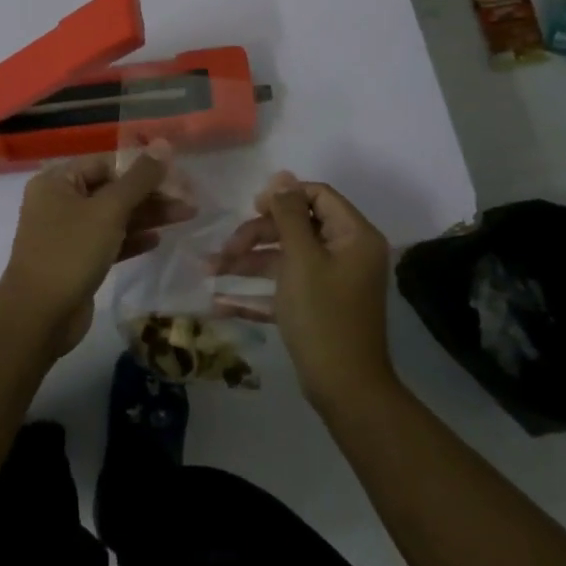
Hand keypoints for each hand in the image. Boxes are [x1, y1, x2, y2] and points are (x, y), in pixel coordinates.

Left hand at [0, 152, 195, 355]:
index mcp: (57, 181)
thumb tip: (164, 143)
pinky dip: (131, 239)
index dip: (142, 168)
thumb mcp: (108, 211)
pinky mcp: (77, 260)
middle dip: (150, 194)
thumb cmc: (70, 253)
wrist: (38, 317)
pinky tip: (158, 240)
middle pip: (112, 190)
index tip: (177, 176)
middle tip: (188, 200)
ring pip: (113, 217)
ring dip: (147, 216)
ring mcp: (67, 233)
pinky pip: (108, 241)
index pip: (106, 163)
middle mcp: (59, 202)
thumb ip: (139, 178)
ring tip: (186, 216)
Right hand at [211, 172, 394, 406]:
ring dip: (249, 263)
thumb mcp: (301, 259)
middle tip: (225, 248)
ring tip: (211, 272)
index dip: (283, 197)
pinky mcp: (319, 307)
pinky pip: (287, 287)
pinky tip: (223, 302)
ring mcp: (334, 282)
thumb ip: (289, 215)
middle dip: (257, 234)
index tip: (252, 208)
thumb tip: (282, 175)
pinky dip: (259, 292)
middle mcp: (348, 253)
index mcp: (354, 236)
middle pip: (298, 226)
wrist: (345, 390)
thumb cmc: (323, 317)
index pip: (318, 196)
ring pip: (287, 258)